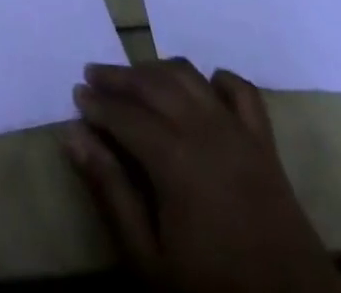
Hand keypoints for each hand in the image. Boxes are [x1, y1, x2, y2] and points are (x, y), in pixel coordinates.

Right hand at [65, 59, 338, 292]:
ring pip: (190, 77)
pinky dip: (218, 80)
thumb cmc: (212, 292)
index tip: (76, 97)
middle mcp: (205, 131)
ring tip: (135, 78)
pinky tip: (202, 85)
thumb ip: (111, 192)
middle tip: (93, 76)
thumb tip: (73, 135)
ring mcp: (239, 133)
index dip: (97, 103)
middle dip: (119, 77)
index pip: (125, 114)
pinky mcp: (266, 146)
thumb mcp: (149, 261)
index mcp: (175, 159)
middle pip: (153, 84)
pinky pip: (242, 92)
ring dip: (157, 70)